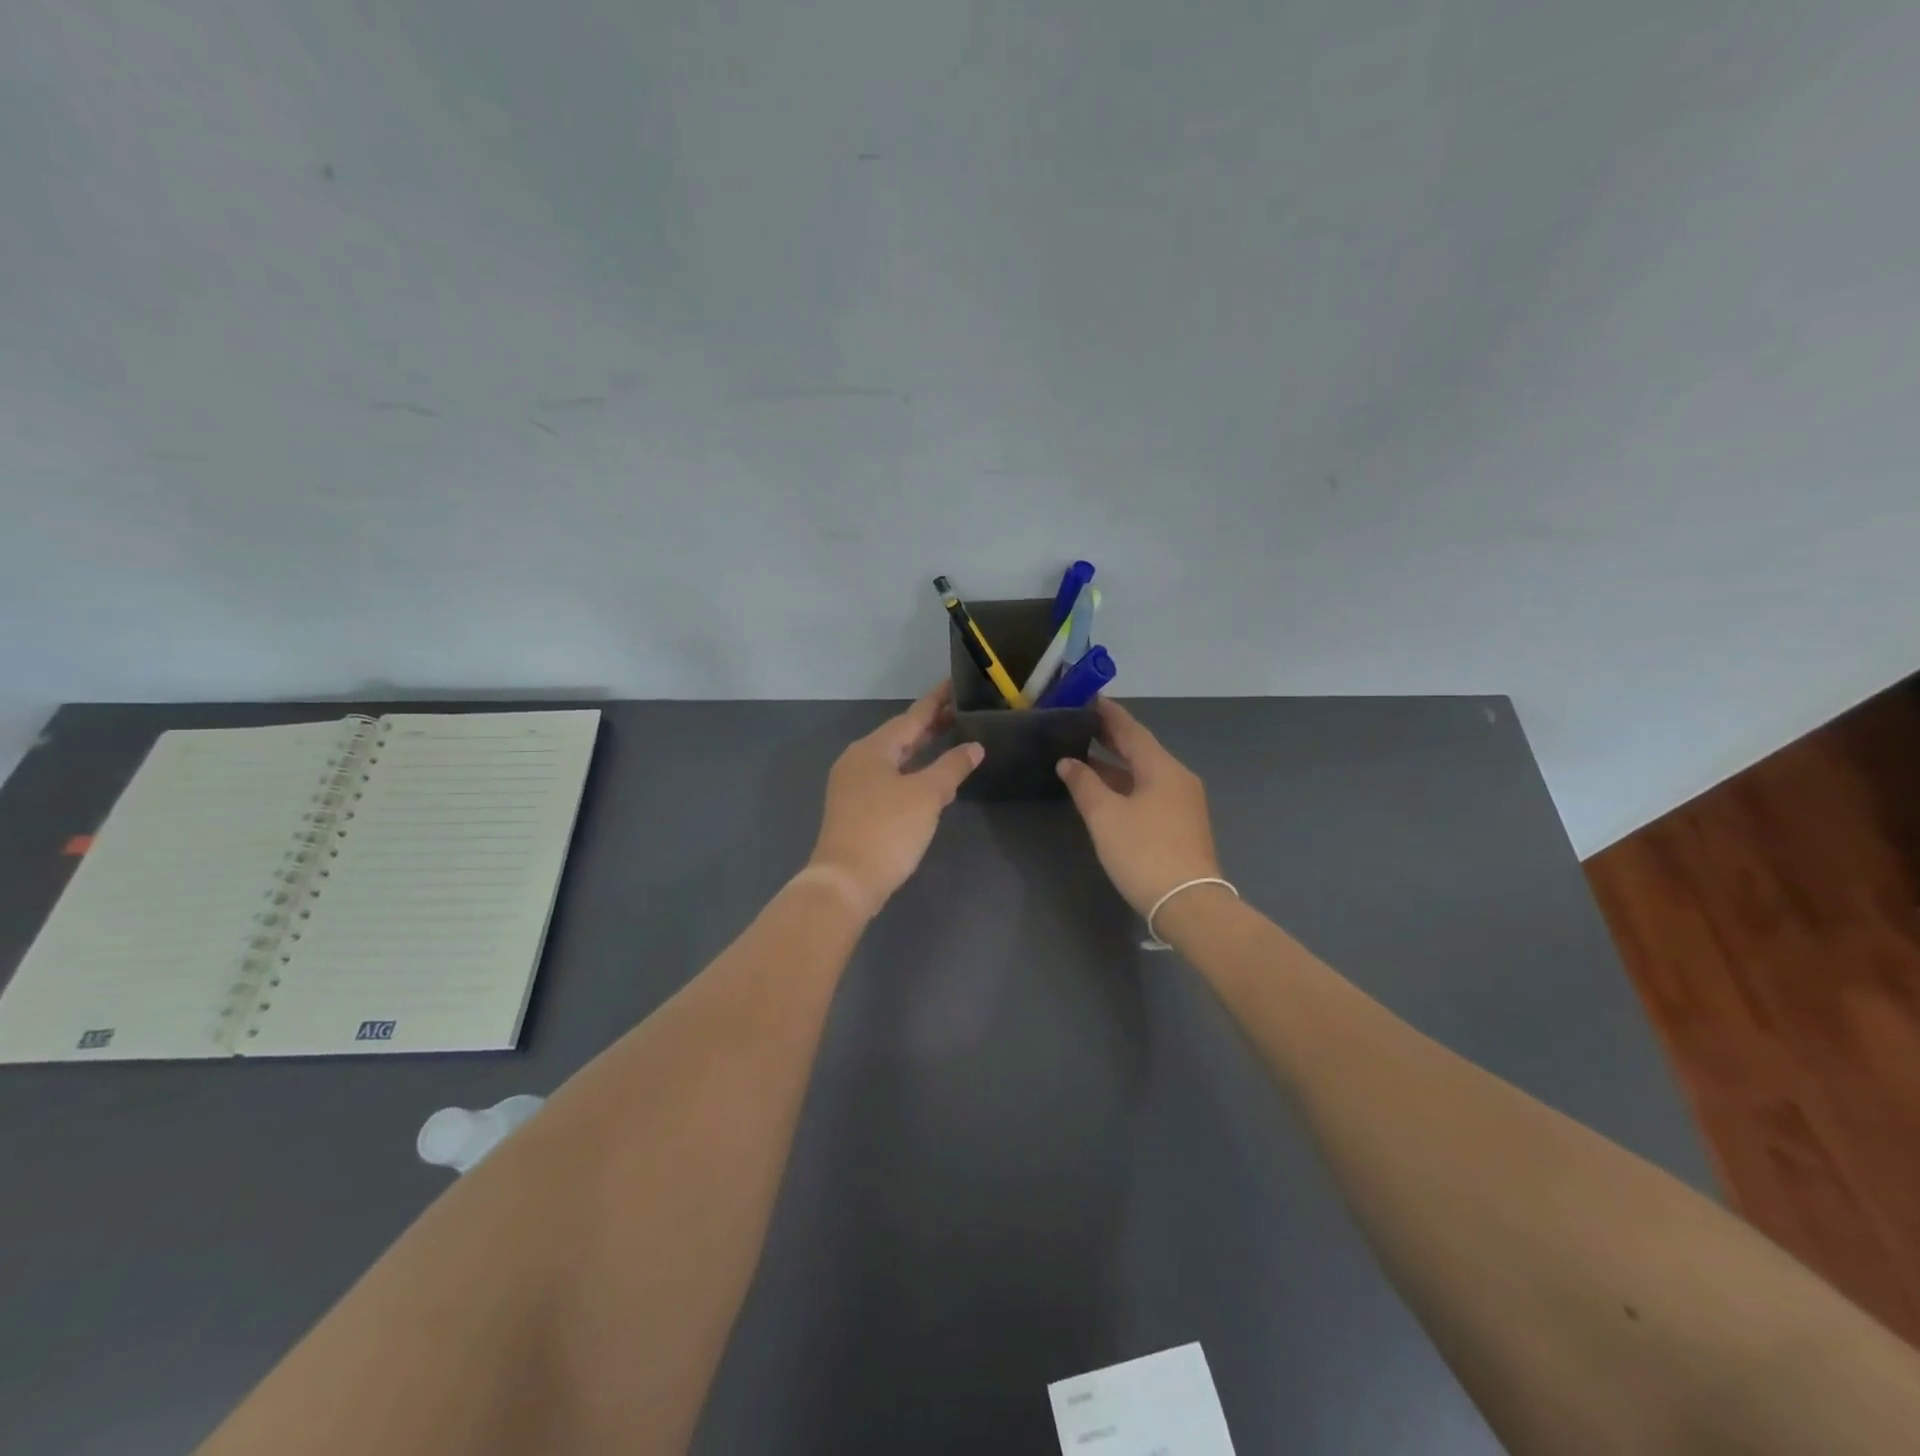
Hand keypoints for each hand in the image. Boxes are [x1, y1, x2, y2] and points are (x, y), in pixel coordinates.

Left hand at [806, 683, 984, 918]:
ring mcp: (853, 785)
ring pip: (894, 758)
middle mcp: (858, 760)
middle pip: (900, 735)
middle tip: (960, 712)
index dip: (936, 702)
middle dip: (930, 725)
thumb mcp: (927, 796)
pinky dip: (911, 772)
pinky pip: (888, 778)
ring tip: (950, 739)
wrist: (846, 882)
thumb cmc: (888, 830)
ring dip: (922, 749)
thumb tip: (974, 747)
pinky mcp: (855, 808)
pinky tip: (929, 780)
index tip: (955, 685)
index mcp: (873, 748)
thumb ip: (952, 767)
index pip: (912, 716)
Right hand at [1056, 699, 1222, 916]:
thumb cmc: (1143, 852)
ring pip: (1145, 772)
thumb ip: (1084, 784)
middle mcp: (1177, 778)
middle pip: (1140, 749)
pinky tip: (1107, 790)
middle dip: (1111, 737)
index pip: (1131, 730)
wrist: (1187, 903)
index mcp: (1161, 768)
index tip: (1089, 698)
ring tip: (1085, 756)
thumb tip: (1068, 762)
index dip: (1109, 714)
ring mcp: (1184, 802)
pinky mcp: (1182, 824)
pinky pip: (1150, 791)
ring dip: (1116, 764)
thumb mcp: (1105, 816)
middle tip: (1081, 724)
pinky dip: (1126, 784)